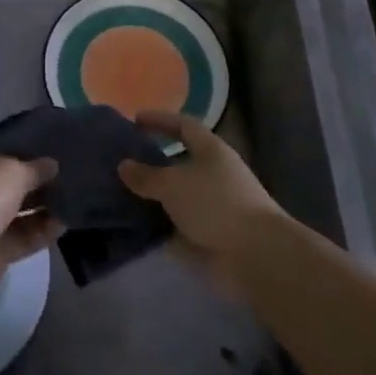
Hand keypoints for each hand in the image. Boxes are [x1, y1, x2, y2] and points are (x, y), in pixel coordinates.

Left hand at [0, 151, 60, 301]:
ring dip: (44, 207)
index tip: (55, 151)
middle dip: (39, 182)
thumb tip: (52, 165)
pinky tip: (67, 223)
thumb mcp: (13, 170)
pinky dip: (43, 232)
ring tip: (76, 199)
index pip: (2, 151)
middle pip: (11, 184)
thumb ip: (35, 168)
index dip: (27, 151)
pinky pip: (23, 238)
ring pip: (19, 213)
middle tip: (72, 176)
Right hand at [120, 112, 284, 284]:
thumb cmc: (215, 204)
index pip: (183, 126)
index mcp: (211, 151)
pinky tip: (134, 227)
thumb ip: (146, 175)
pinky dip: (158, 225)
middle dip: (153, 162)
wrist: (255, 255)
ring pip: (176, 195)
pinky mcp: (210, 235)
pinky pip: (177, 224)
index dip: (160, 120)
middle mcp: (214, 174)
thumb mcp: (173, 184)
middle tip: (122, 161)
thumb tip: (124, 165)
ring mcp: (213, 206)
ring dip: (153, 196)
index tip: (135, 119)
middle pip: (180, 162)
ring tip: (120, 195)